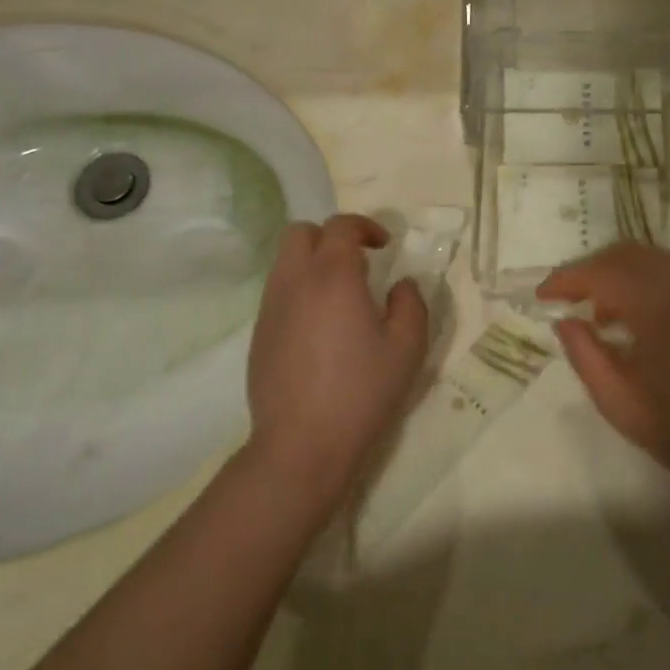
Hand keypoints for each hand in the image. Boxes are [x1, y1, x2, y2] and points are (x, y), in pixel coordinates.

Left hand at [246, 214, 429, 513]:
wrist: (302, 444)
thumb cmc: (361, 392)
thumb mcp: (407, 347)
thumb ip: (411, 304)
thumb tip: (401, 285)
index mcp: (333, 276)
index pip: (340, 226)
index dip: (365, 227)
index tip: (385, 246)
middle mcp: (295, 282)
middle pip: (300, 232)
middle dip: (330, 237)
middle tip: (358, 264)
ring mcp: (270, 308)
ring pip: (285, 262)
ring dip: (312, 264)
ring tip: (340, 298)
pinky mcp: (259, 334)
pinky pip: (278, 293)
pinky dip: (299, 292)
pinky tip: (319, 329)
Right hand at [538, 243, 669, 494]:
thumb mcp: (621, 404)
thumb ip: (586, 356)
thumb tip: (564, 321)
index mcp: (659, 309)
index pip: (602, 273)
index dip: (567, 279)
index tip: (543, 296)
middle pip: (627, 253)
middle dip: (590, 269)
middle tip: (567, 297)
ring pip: (653, 257)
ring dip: (619, 272)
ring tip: (600, 310)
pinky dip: (648, 278)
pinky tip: (640, 312)